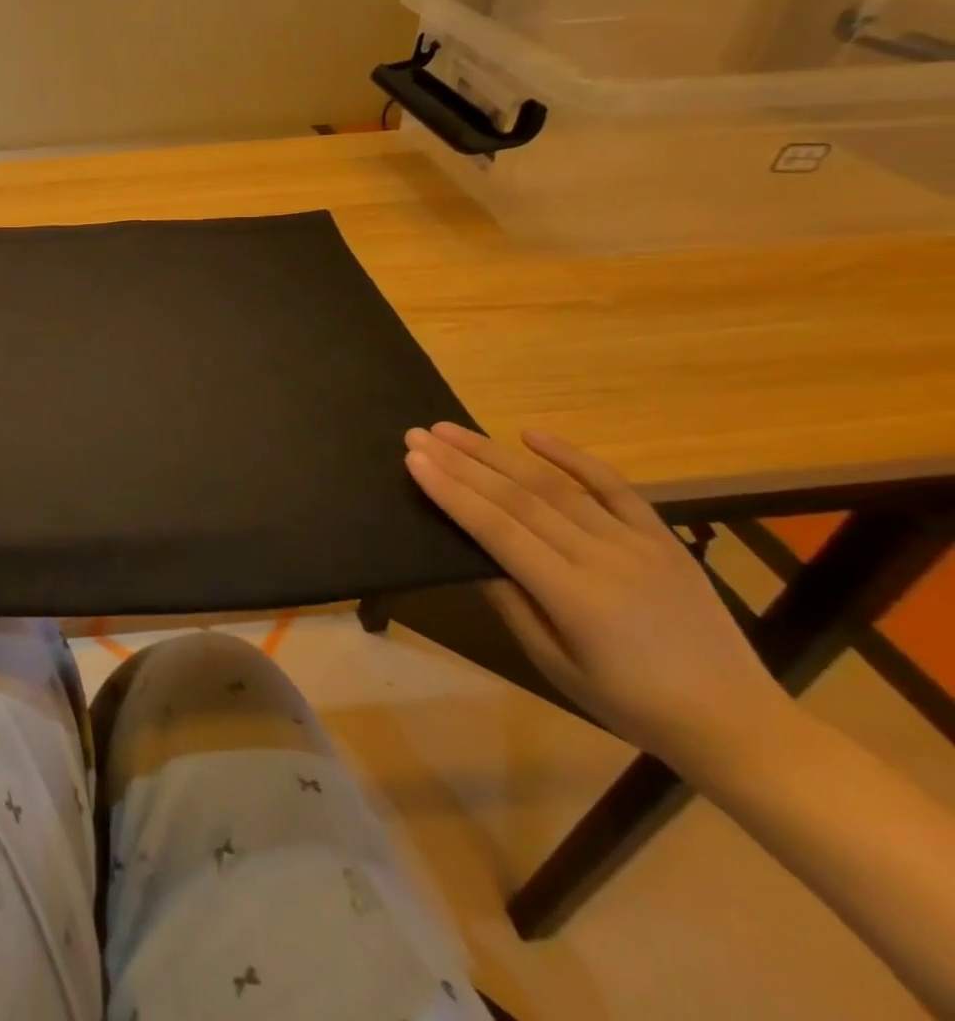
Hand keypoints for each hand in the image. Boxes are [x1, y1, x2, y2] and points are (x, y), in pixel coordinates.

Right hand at [403, 423, 793, 775]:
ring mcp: (637, 543)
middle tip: (419, 434)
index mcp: (574, 597)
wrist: (738, 723)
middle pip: (518, 499)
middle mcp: (603, 559)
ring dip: (497, 453)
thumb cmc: (630, 703)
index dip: (452, 492)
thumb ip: (511, 604)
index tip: (414, 460)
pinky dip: (572, 456)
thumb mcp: (555, 665)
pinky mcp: (662, 538)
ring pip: (554, 486)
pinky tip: (531, 434)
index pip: (497, 530)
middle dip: (462, 462)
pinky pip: (614, 487)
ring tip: (452, 430)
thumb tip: (471, 553)